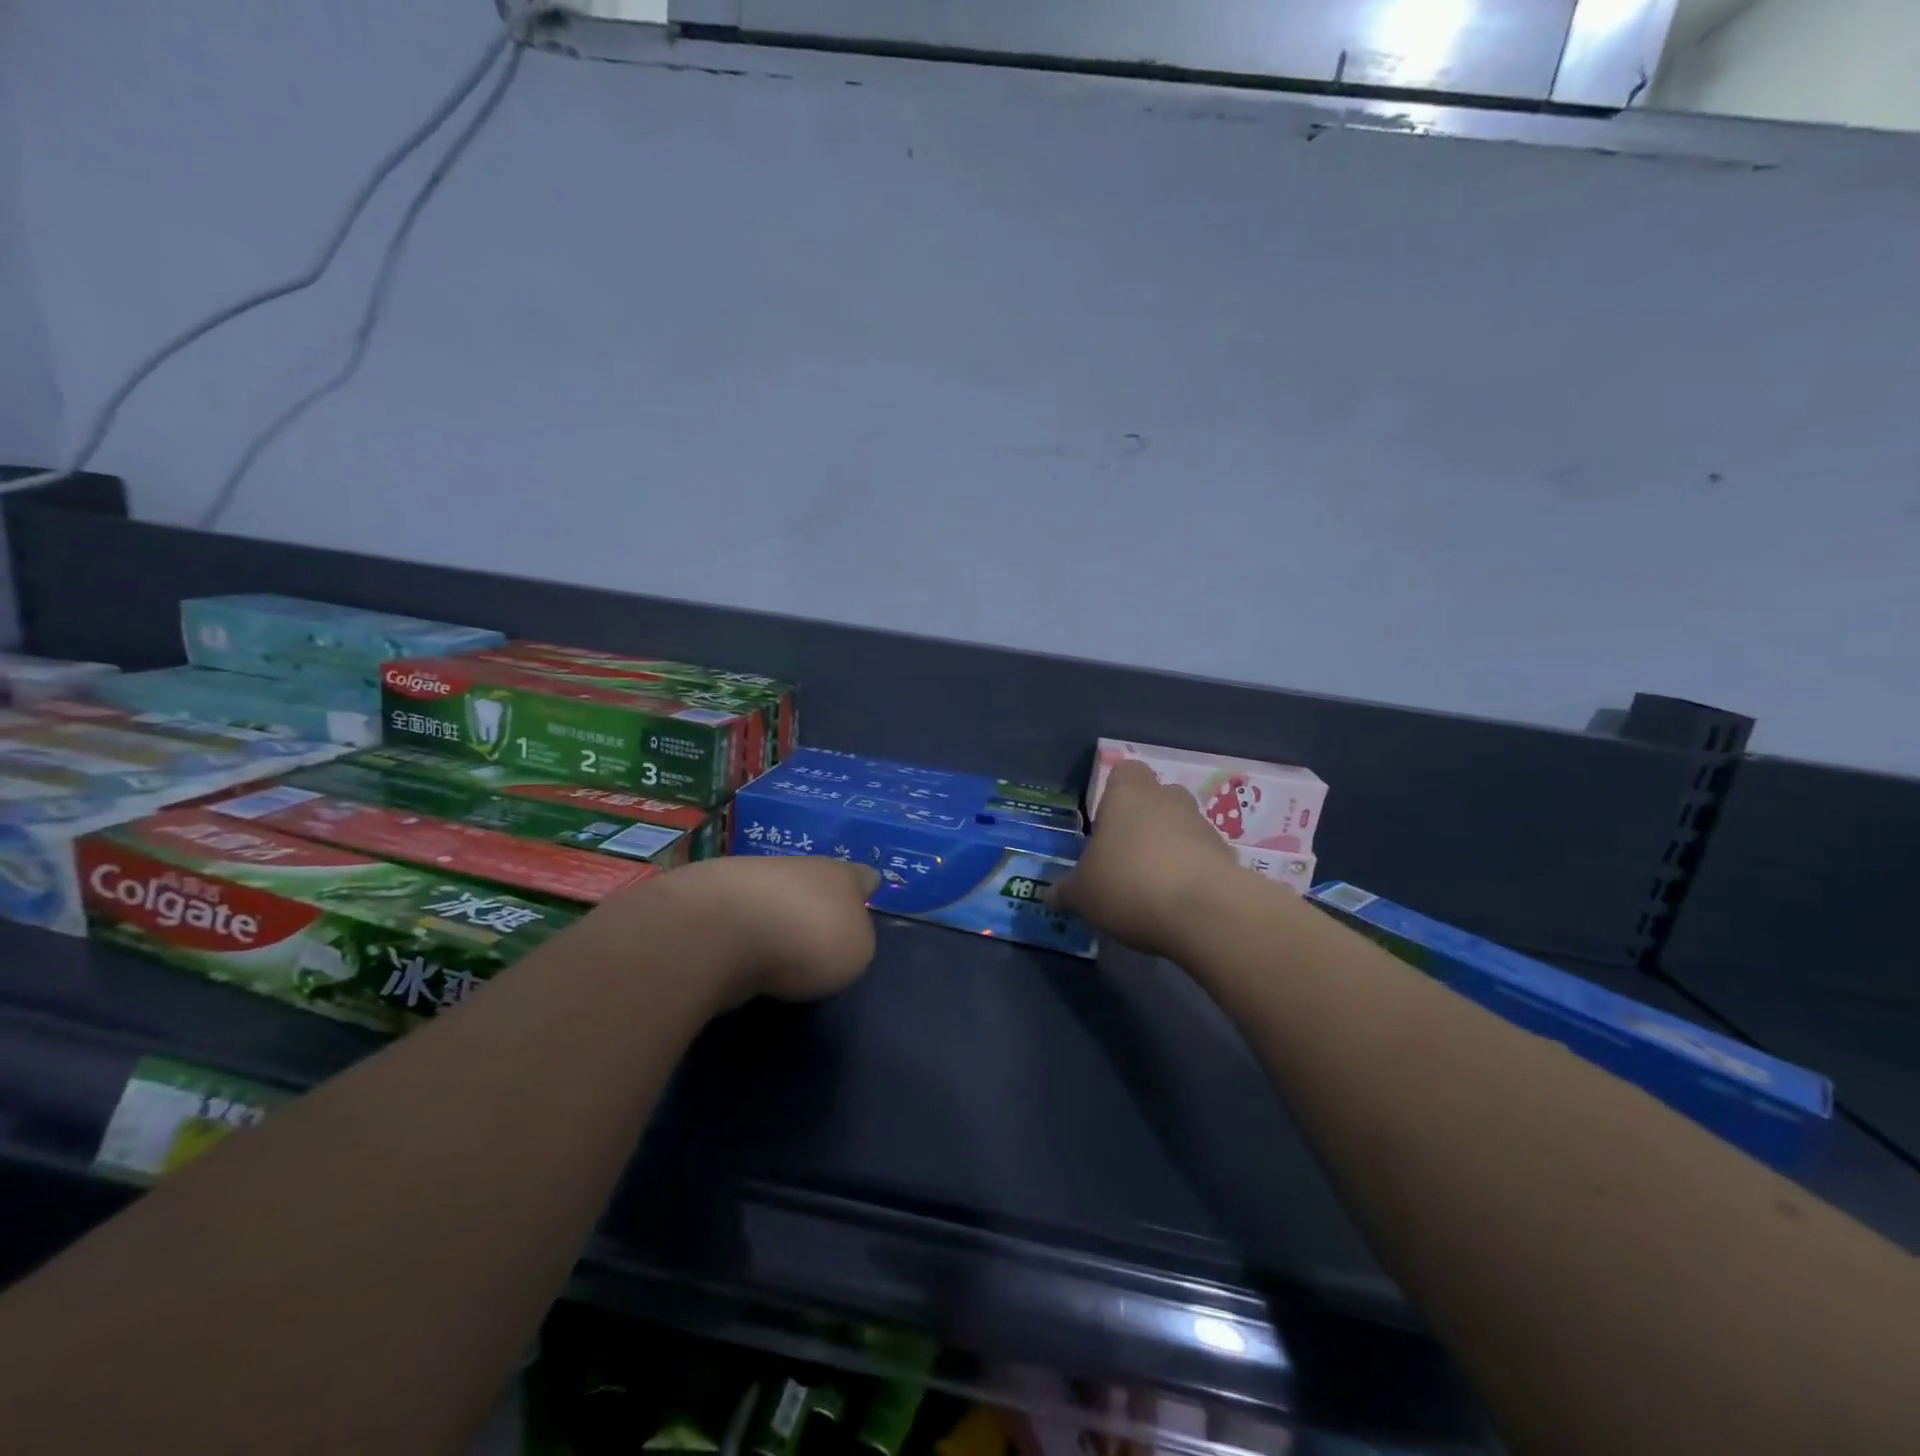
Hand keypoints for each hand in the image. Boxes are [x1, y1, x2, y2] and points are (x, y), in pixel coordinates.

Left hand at [631, 855, 881, 1008]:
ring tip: (774, 943)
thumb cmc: (804, 940)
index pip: (862, 876)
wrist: (718, 931)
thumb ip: (854, 940)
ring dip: (774, 911)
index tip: (868, 894)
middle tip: (819, 926)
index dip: (866, 887)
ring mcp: (747, 877)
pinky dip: (738, 928)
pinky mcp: (706, 899)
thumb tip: (840, 935)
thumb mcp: (855, 953)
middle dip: (816, 898)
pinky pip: (735, 912)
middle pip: (813, 879)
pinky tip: (736, 950)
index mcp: (839, 876)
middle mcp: (795, 866)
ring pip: (770, 891)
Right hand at [1052, 759, 1236, 958]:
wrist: (1205, 913)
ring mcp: (1204, 826)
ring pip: (1181, 828)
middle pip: (1156, 798)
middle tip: (1124, 857)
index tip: (1104, 824)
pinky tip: (1176, 905)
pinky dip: (1191, 875)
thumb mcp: (1082, 894)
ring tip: (1150, 888)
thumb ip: (1066, 890)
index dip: (1114, 793)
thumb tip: (1050, 893)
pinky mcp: (1229, 857)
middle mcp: (1168, 799)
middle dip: (1143, 823)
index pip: (1124, 772)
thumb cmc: (1129, 885)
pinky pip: (1202, 858)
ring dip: (1169, 849)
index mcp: (1128, 794)